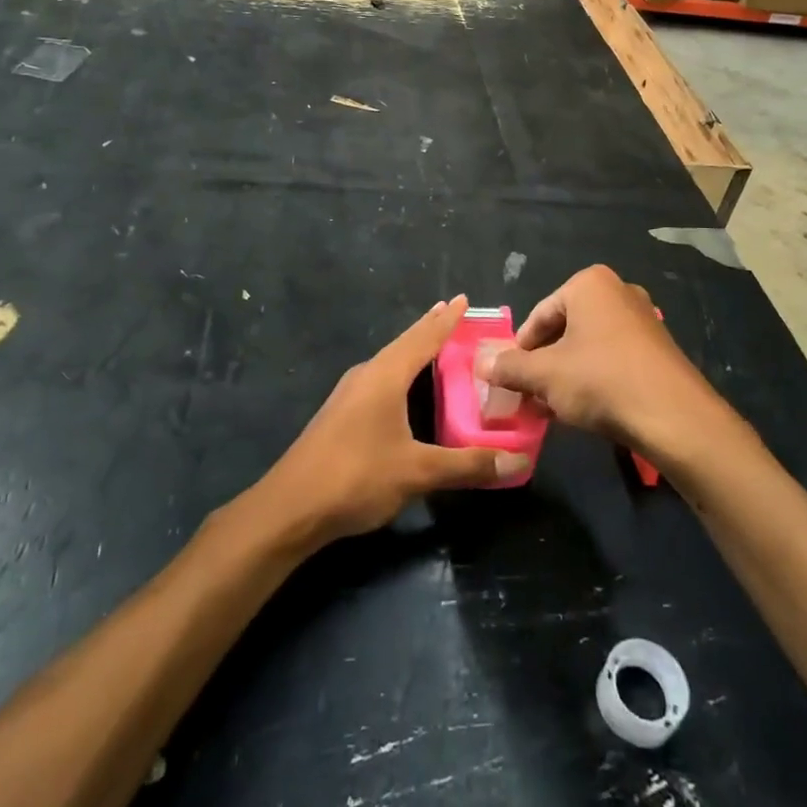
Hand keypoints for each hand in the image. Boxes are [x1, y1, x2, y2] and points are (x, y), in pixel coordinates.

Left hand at [255, 296, 529, 547]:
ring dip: (412, 351)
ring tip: (433, 345)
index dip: (446, 320)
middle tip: (453, 314)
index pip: (423, 338)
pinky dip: (399, 374)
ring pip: (388, 363)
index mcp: (385, 376)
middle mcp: (365, 376)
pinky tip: (403, 390)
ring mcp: (347, 396)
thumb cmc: (356, 477)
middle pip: (403, 344)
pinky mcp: (339, 417)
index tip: (463, 298)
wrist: (289, 508)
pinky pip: (378, 382)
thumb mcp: (417, 472)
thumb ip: (466, 465)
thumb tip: (517, 462)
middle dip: (429, 329)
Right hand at [482, 266, 738, 462]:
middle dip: (543, 362)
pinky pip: (612, 358)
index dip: (519, 349)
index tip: (509, 379)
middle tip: (529, 394)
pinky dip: (593, 378)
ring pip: (588, 345)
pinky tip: (584, 409)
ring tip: (553, 407)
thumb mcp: (545, 375)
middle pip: (564, 328)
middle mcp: (618, 291)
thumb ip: (509, 367)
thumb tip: (480, 364)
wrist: (674, 416)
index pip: (539, 315)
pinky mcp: (658, 348)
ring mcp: (642, 319)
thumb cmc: (600, 380)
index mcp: (589, 284)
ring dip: (565, 374)